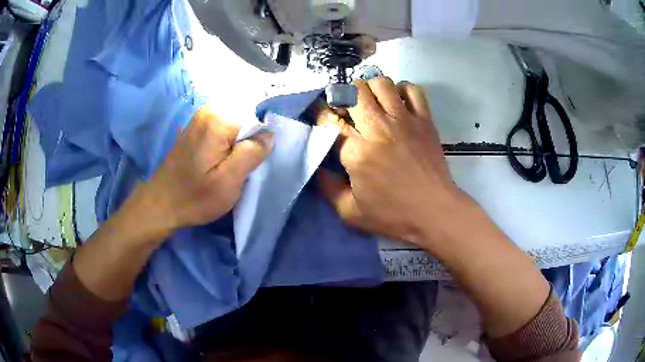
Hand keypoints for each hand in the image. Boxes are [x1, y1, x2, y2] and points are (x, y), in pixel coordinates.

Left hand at [128, 106, 272, 242]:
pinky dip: (228, 143)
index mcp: (218, 119)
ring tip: (232, 166)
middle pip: (246, 118)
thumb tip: (269, 135)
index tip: (255, 162)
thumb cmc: (194, 197)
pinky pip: (223, 128)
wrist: (161, 204)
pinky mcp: (196, 128)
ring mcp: (200, 118)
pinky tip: (221, 161)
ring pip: (235, 124)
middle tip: (243, 167)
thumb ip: (252, 153)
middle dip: (250, 140)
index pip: (257, 118)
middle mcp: (209, 110)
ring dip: (239, 144)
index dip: (261, 140)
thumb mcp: (229, 181)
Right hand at [317, 77, 470, 250]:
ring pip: (381, 84)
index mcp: (357, 151)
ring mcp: (404, 120)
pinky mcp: (424, 120)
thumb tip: (316, 167)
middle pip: (353, 92)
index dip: (321, 116)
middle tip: (344, 108)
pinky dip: (401, 89)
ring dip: (369, 88)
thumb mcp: (350, 212)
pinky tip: (397, 102)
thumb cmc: (393, 214)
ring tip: (369, 101)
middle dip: (342, 96)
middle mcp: (379, 128)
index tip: (322, 119)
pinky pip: (412, 90)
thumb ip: (327, 188)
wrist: (435, 211)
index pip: (330, 120)